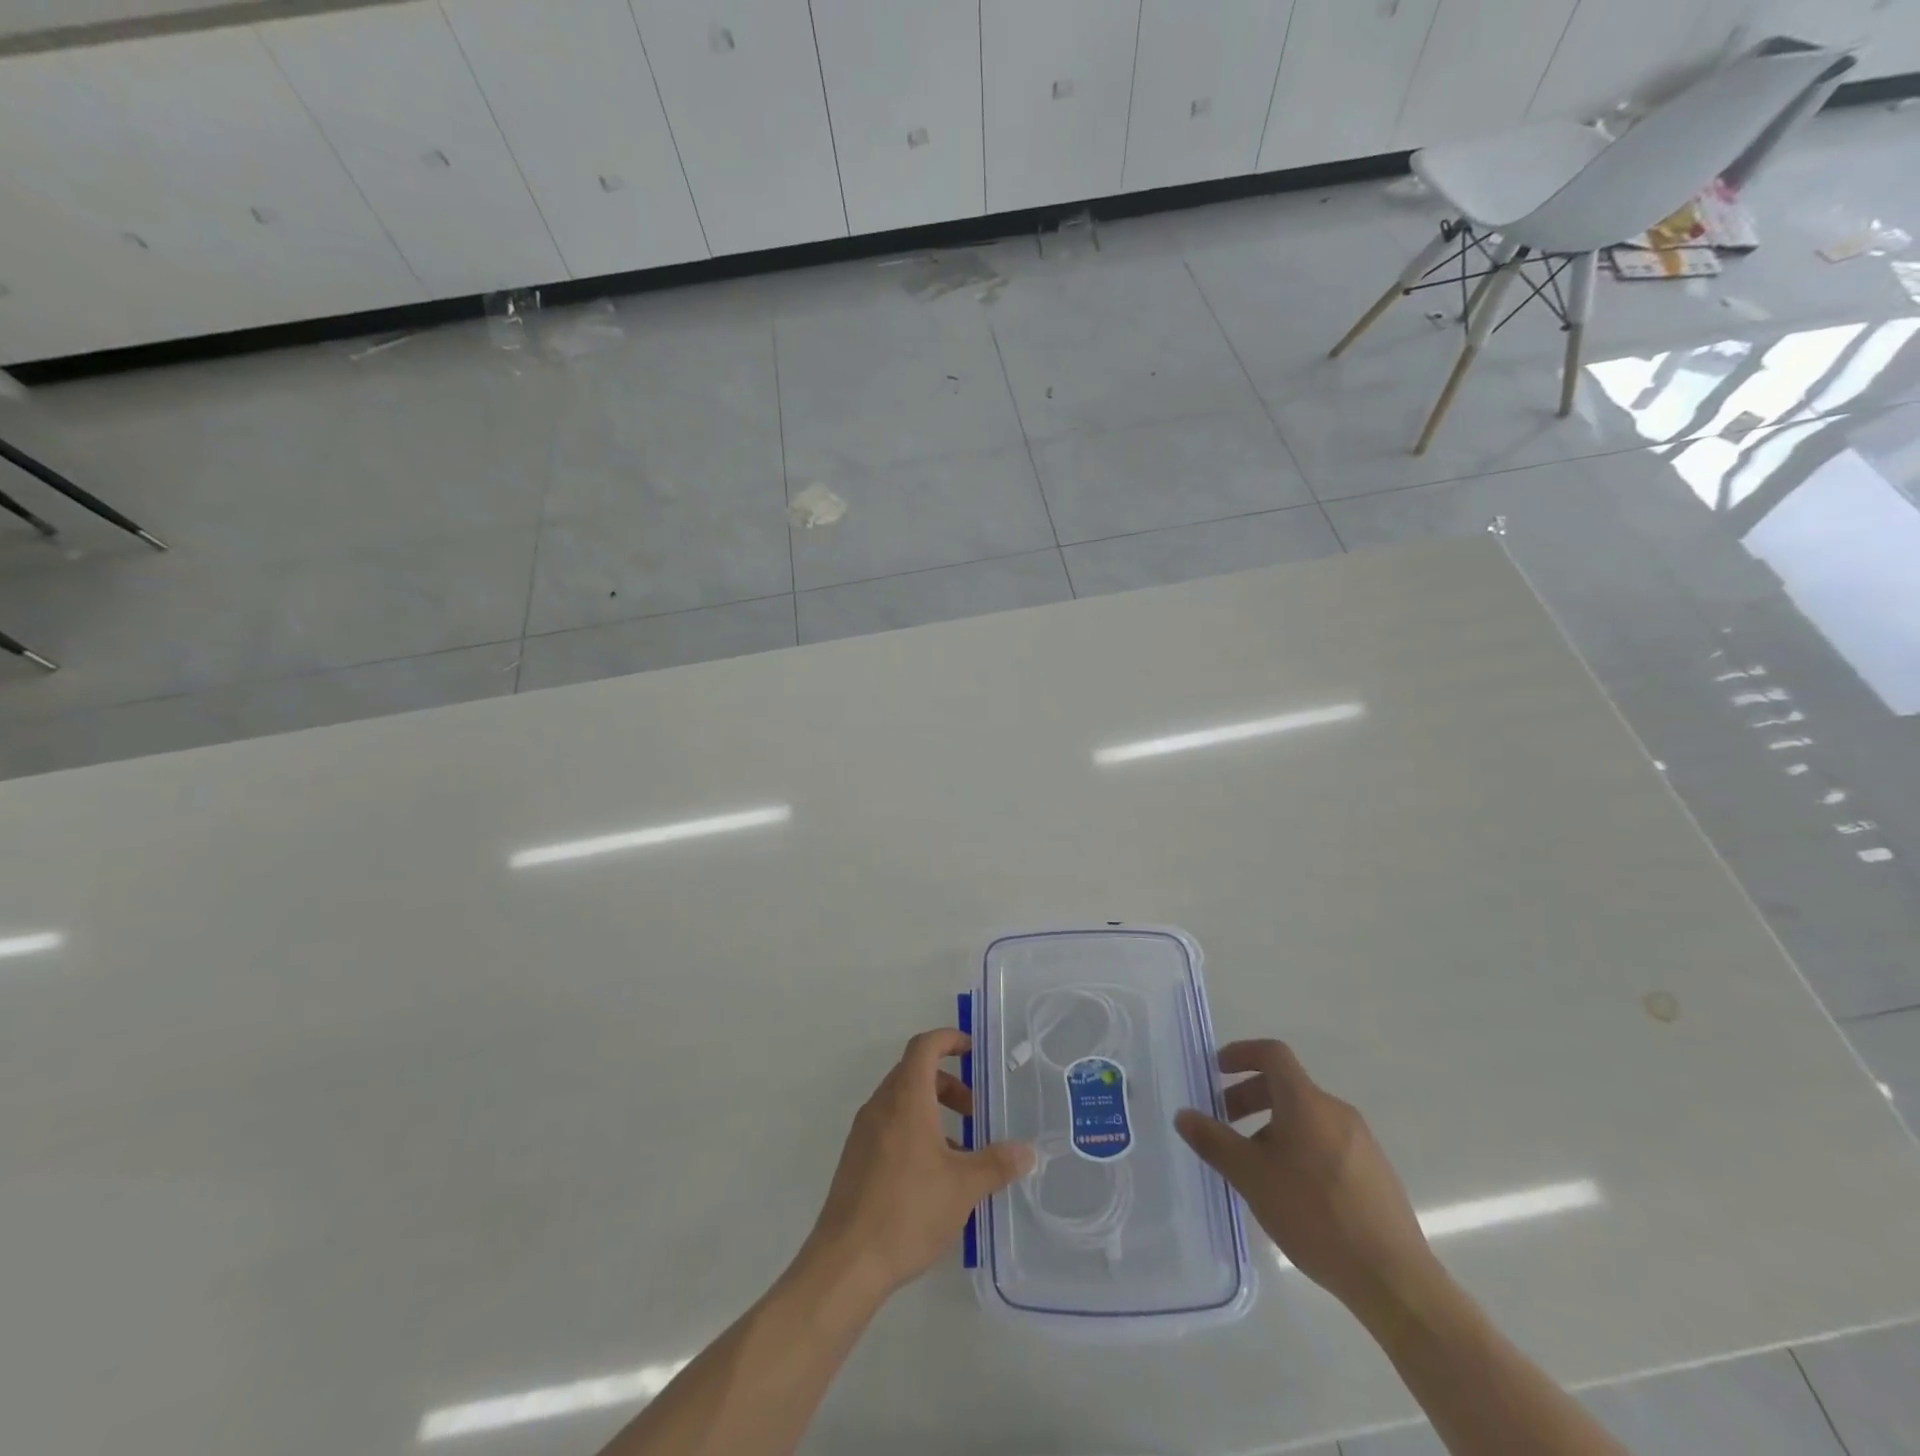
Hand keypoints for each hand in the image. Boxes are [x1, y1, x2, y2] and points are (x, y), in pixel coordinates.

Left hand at [803, 1029, 1034, 1299]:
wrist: (846, 1263)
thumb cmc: (908, 1211)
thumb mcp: (963, 1187)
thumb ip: (997, 1163)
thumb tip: (1027, 1151)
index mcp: (905, 1098)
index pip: (924, 1047)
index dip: (949, 1039)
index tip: (973, 1051)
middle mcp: (880, 1106)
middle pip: (914, 1073)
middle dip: (948, 1084)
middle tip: (975, 1112)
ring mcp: (864, 1133)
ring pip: (901, 1102)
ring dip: (932, 1112)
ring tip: (961, 1150)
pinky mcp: (856, 1160)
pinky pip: (889, 1128)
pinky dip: (914, 1133)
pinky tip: (933, 1177)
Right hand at [1175, 1039, 1438, 1322]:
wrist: (1394, 1279)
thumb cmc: (1314, 1214)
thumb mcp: (1251, 1177)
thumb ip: (1214, 1141)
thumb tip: (1183, 1114)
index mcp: (1306, 1102)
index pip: (1272, 1054)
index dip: (1241, 1053)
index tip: (1216, 1070)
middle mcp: (1336, 1111)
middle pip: (1286, 1086)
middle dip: (1249, 1097)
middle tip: (1225, 1124)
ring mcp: (1361, 1142)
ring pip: (1306, 1117)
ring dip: (1273, 1126)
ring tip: (1254, 1165)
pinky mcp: (1375, 1172)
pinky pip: (1326, 1141)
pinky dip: (1299, 1147)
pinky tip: (1291, 1191)